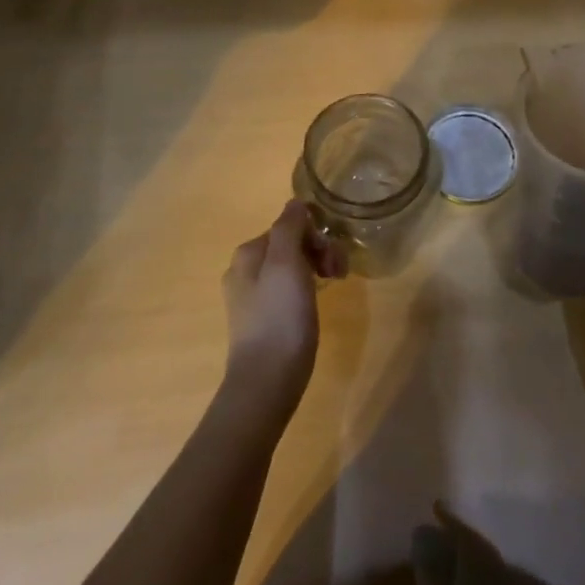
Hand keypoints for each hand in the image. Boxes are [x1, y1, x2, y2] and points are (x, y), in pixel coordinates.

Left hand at [222, 201, 343, 416]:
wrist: (266, 381)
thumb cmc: (280, 318)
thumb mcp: (286, 264)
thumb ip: (289, 228)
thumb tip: (295, 203)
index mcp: (249, 253)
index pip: (290, 225)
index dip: (317, 236)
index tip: (334, 258)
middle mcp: (245, 270)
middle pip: (291, 244)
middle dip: (319, 251)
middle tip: (339, 274)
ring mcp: (252, 296)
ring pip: (292, 267)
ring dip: (317, 268)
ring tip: (335, 287)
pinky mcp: (263, 319)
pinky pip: (289, 289)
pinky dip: (307, 289)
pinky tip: (316, 303)